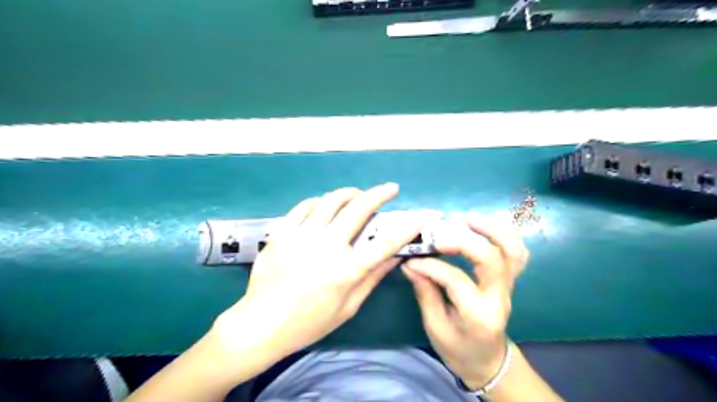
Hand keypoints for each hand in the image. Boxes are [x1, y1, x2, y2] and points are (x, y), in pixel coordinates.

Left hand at [214, 183, 423, 362]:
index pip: (384, 243)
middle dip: (379, 194)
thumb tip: (394, 257)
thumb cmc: (308, 323)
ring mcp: (301, 236)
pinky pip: (304, 206)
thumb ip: (372, 279)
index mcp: (345, 271)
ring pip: (331, 201)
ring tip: (358, 194)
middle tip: (390, 189)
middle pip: (358, 209)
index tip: (419, 216)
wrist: (261, 324)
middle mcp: (326, 247)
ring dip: (350, 193)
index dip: (406, 227)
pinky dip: (319, 201)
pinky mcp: (282, 233)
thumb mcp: (347, 307)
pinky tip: (325, 205)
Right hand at [403, 216, 524, 389]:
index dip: (431, 266)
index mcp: (479, 315)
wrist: (488, 361)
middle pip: (491, 259)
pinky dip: (503, 235)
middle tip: (439, 233)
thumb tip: (410, 263)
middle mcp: (499, 297)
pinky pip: (515, 253)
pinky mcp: (510, 280)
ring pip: (512, 251)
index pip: (456, 280)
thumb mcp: (435, 327)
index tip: (411, 259)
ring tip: (467, 218)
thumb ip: (425, 292)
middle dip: (464, 241)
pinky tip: (482, 227)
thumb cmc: (458, 349)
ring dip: (491, 230)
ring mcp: (509, 287)